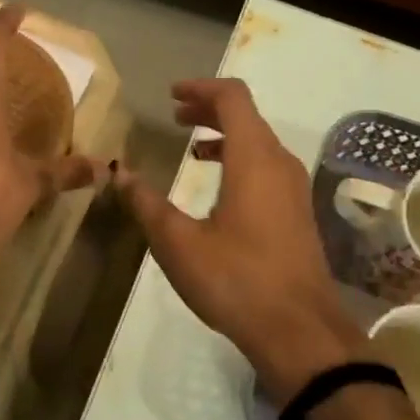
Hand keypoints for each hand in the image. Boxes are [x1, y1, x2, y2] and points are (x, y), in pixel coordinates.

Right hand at [115, 79, 362, 402]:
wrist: (298, 330)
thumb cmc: (235, 280)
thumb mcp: (178, 243)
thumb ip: (147, 203)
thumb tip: (120, 172)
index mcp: (254, 159)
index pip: (232, 98)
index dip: (201, 88)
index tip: (171, 95)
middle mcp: (280, 164)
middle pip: (247, 117)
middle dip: (209, 110)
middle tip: (176, 116)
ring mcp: (294, 189)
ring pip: (258, 143)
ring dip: (224, 136)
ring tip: (191, 148)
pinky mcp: (297, 213)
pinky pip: (267, 168)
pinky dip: (238, 160)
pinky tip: (216, 188)